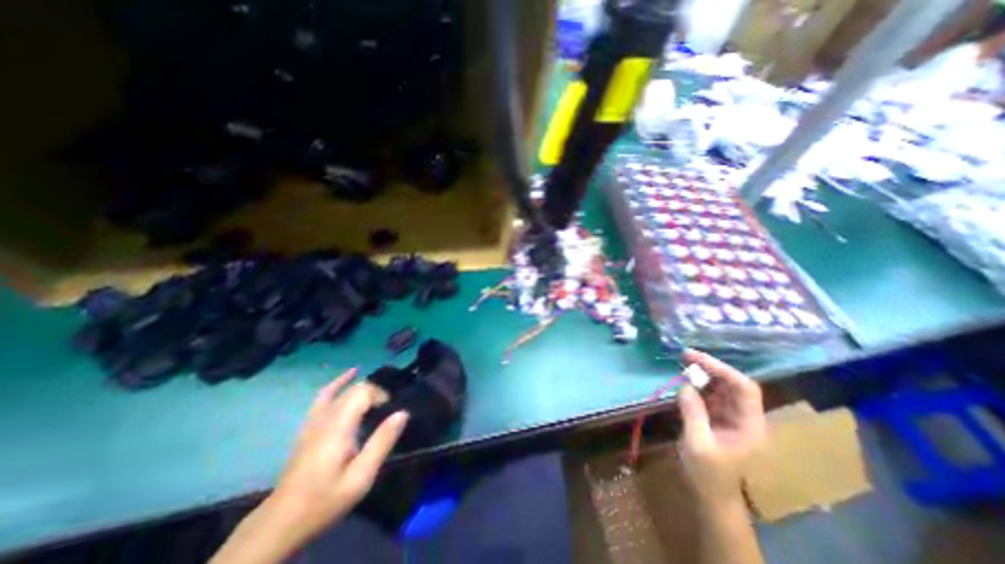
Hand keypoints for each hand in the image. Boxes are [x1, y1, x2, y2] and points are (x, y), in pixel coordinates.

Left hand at [269, 369, 409, 536]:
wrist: (282, 520)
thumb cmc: (326, 498)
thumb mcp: (361, 477)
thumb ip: (382, 442)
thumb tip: (402, 413)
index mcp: (338, 426)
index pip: (363, 392)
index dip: (381, 395)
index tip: (391, 412)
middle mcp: (325, 417)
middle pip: (354, 389)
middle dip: (375, 393)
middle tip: (387, 411)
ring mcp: (314, 419)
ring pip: (342, 390)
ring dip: (362, 388)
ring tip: (378, 396)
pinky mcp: (309, 425)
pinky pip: (324, 395)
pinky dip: (339, 383)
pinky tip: (351, 374)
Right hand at [678, 351, 765, 504]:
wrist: (711, 494)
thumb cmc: (708, 474)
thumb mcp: (698, 444)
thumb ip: (693, 413)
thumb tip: (685, 386)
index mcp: (749, 425)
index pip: (744, 388)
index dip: (722, 369)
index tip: (695, 358)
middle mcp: (744, 416)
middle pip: (732, 383)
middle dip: (710, 367)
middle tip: (684, 355)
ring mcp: (731, 415)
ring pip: (720, 386)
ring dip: (702, 374)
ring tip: (682, 364)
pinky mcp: (717, 416)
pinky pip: (709, 394)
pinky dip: (696, 385)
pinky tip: (683, 381)